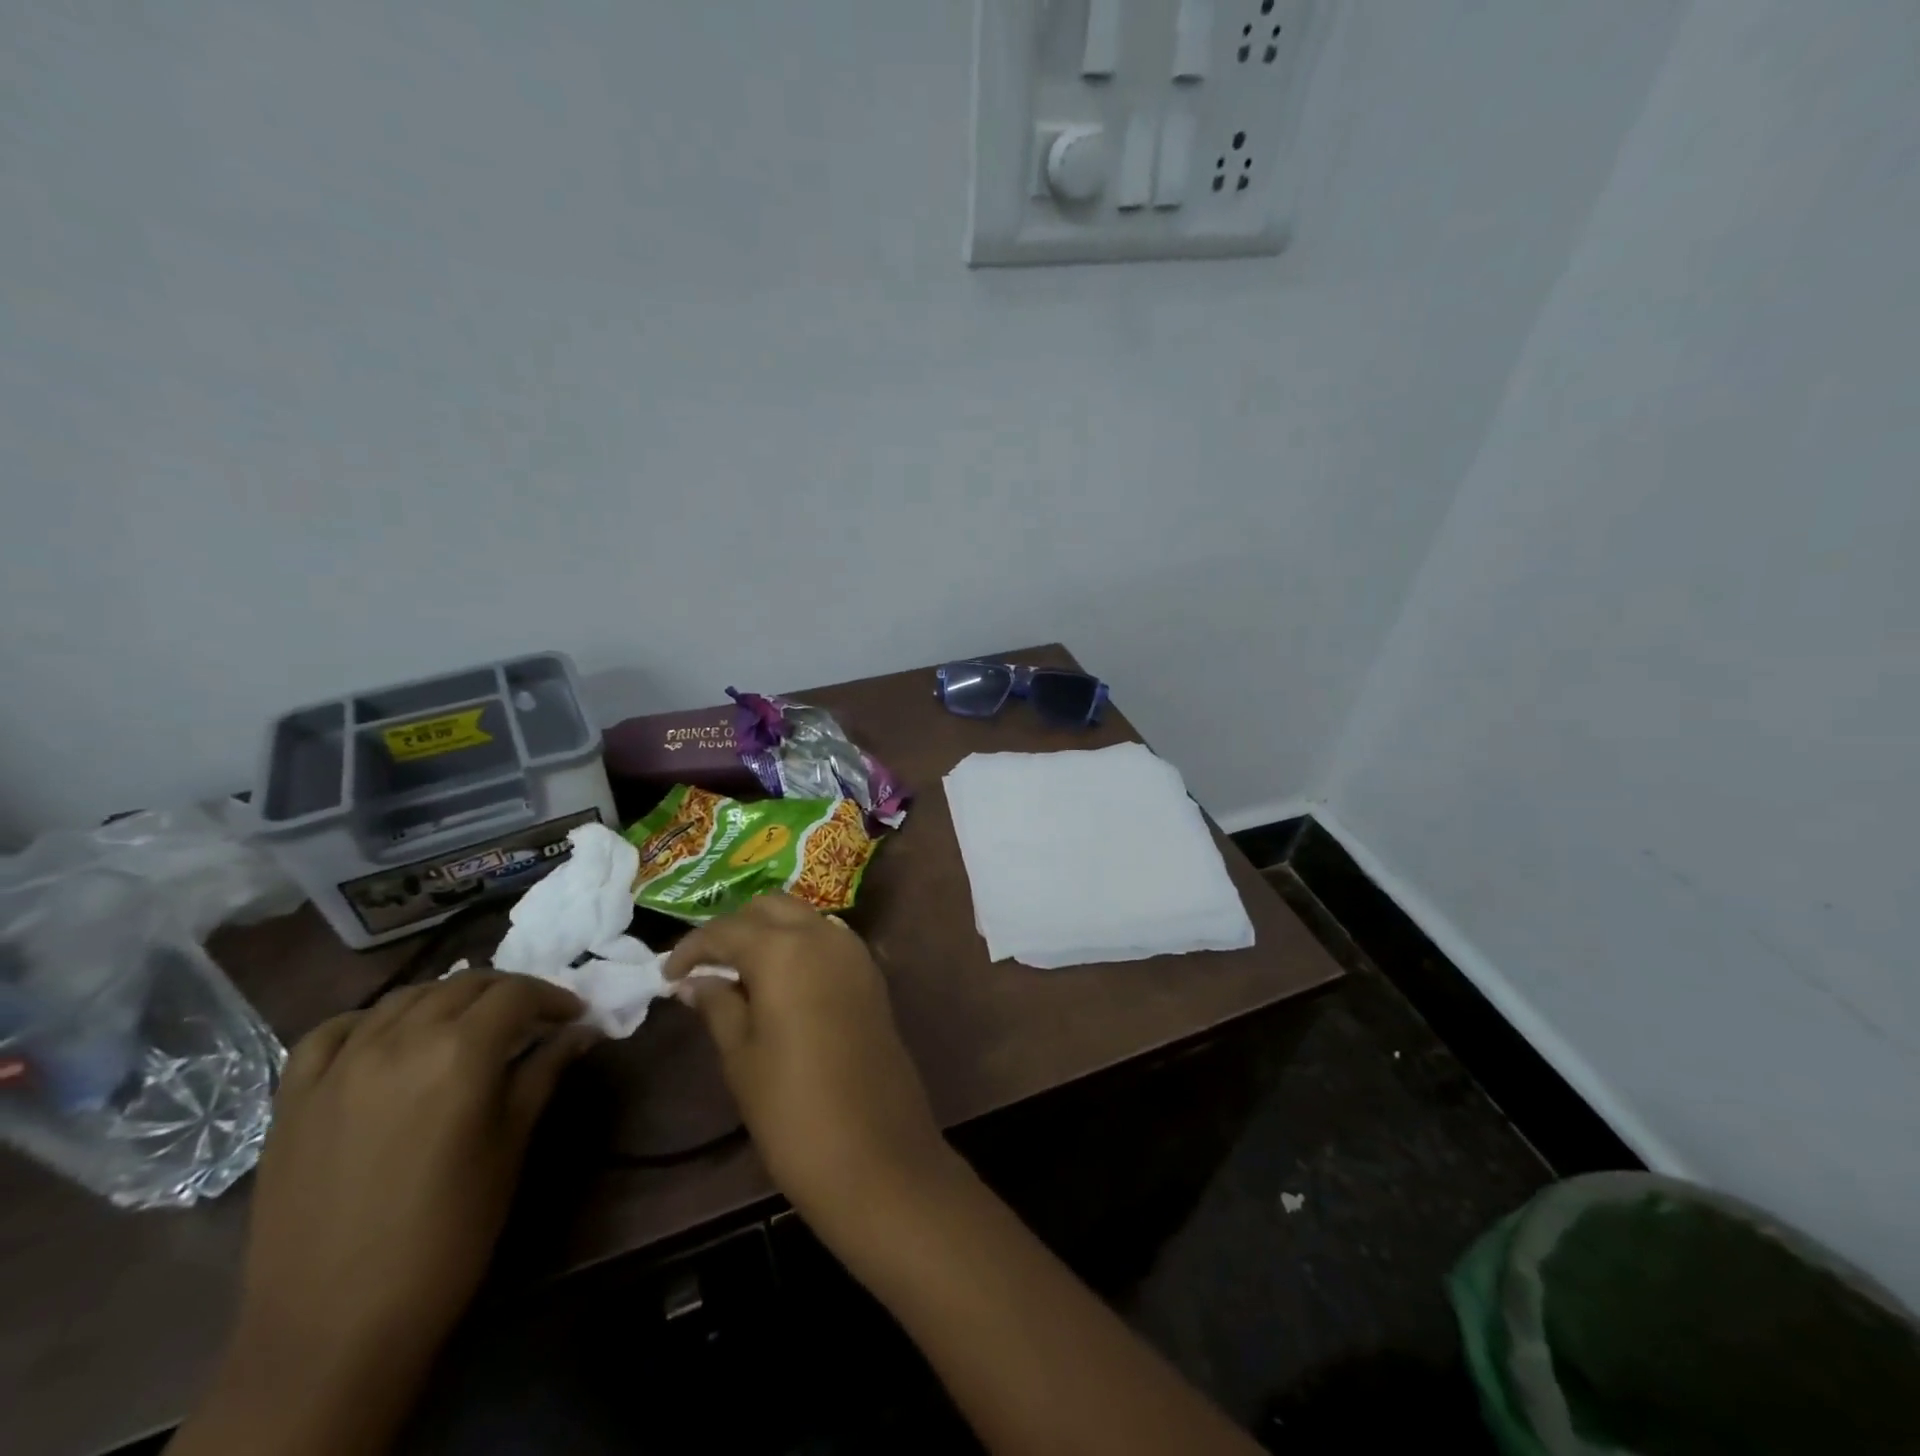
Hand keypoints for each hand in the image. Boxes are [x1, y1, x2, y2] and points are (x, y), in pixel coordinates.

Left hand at [172, 973, 597, 1455]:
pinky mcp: (293, 1097)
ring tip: (467, 1027)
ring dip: (447, 1000)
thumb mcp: (511, 1145)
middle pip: (464, 985)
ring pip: (404, 998)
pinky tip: (386, 1039)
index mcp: (459, 1051)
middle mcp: (398, 1040)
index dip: (553, 998)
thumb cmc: (448, 1232)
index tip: (574, 1017)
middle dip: (507, 993)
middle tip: (531, 1020)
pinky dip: (369, 1022)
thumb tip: (583, 1031)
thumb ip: (544, 1073)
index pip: (516, 993)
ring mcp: (338, 1065)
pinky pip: (332, 1032)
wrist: (334, 1326)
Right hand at [665, 895, 952, 1237]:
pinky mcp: (872, 974)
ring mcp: (855, 952)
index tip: (668, 974)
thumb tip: (695, 981)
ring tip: (741, 973)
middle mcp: (823, 935)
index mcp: (784, 949)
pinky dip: (800, 945)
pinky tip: (782, 982)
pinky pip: (828, 940)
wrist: (876, 1153)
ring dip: (770, 931)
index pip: (726, 929)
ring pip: (803, 917)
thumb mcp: (741, 1057)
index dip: (692, 948)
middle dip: (734, 928)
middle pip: (769, 908)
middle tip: (706, 967)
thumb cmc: (793, 1110)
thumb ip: (718, 1005)